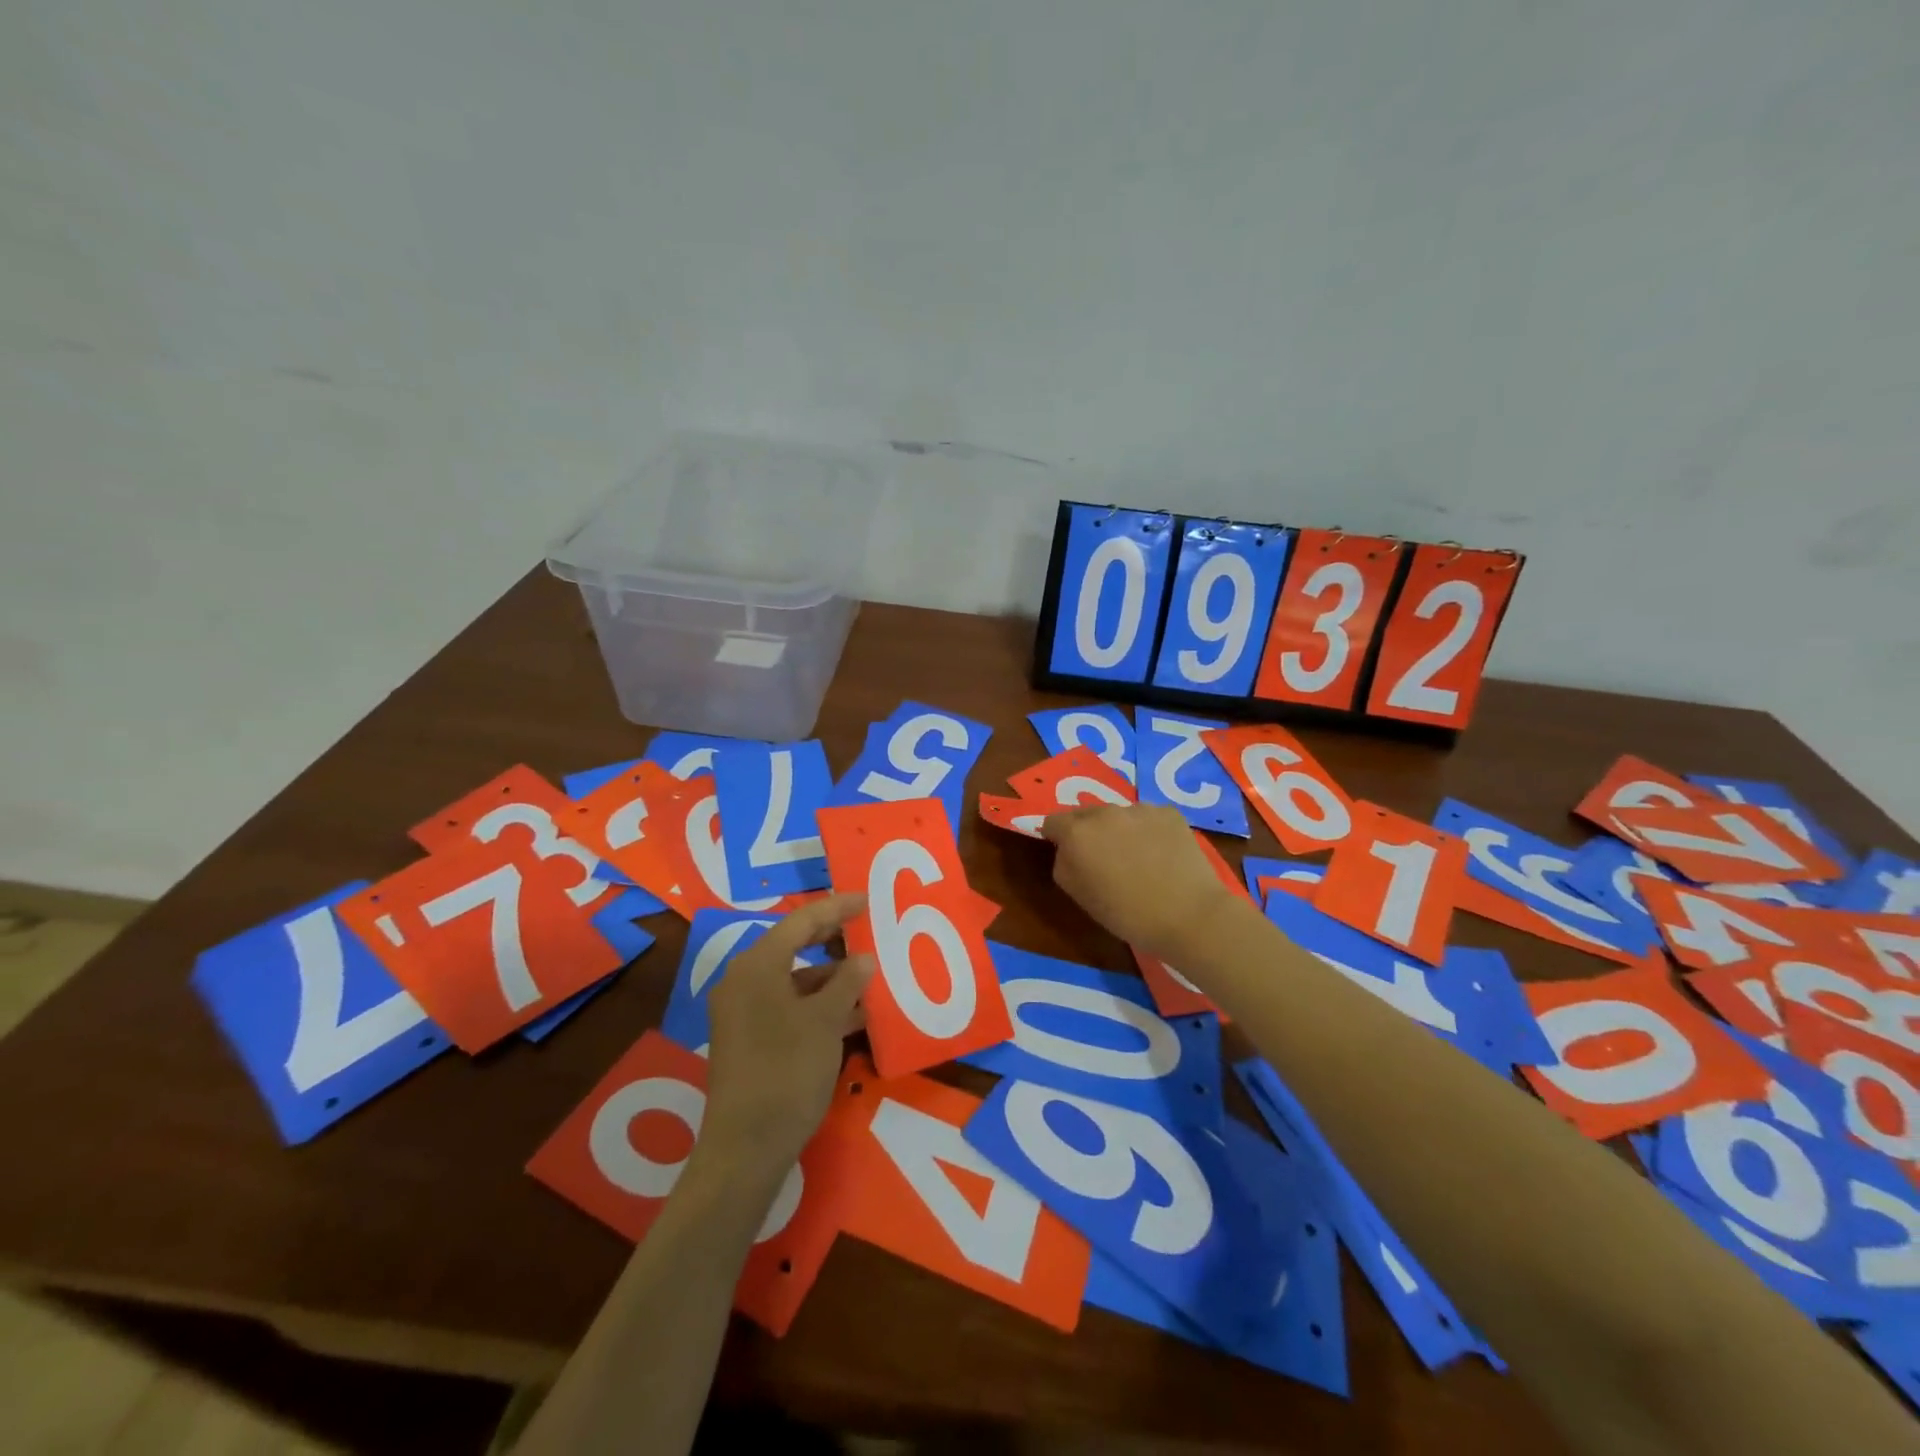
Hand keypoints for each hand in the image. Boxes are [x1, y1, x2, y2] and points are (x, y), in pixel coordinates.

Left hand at [699, 893, 874, 1178]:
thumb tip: (863, 958)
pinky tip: (854, 1015)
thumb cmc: (787, 1072)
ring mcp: (743, 1011)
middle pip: (794, 946)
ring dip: (830, 977)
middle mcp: (744, 981)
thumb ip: (847, 983)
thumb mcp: (826, 1022)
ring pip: (793, 979)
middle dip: (833, 939)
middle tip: (869, 928)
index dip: (836, 908)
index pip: (801, 922)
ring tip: (871, 975)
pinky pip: (788, 1005)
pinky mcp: (748, 1038)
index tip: (867, 899)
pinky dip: (818, 1004)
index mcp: (757, 966)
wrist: (746, 1148)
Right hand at [1041, 803, 1238, 961]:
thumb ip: (1064, 865)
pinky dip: (1149, 831)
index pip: (1053, 821)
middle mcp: (1105, 812)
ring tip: (1138, 858)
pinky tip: (1162, 855)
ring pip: (1119, 815)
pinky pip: (1148, 818)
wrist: (1189, 915)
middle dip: (1088, 832)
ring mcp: (1139, 809)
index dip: (1056, 837)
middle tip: (1104, 859)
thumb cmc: (1127, 914)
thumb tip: (1067, 850)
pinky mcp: (1169, 813)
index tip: (1068, 854)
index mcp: (1077, 833)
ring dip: (1120, 830)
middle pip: (1086, 814)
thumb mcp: (1079, 896)